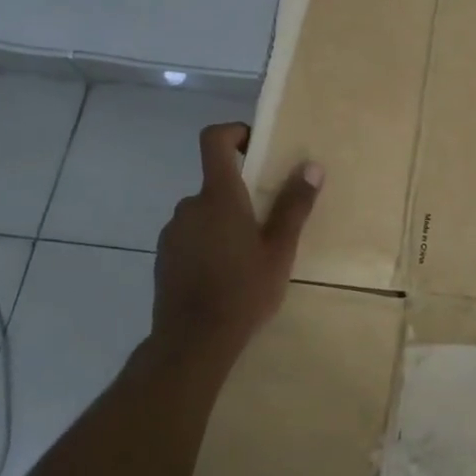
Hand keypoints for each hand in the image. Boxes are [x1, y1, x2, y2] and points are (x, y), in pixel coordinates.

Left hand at [152, 123, 322, 361]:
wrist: (192, 343)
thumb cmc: (243, 290)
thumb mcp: (280, 249)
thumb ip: (294, 206)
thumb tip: (311, 167)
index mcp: (218, 196)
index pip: (214, 140)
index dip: (234, 132)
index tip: (256, 146)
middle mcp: (189, 206)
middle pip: (215, 182)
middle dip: (241, 193)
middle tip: (269, 220)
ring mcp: (172, 233)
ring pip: (204, 212)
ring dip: (225, 221)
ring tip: (250, 253)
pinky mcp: (164, 258)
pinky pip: (191, 235)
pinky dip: (209, 242)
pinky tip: (226, 273)